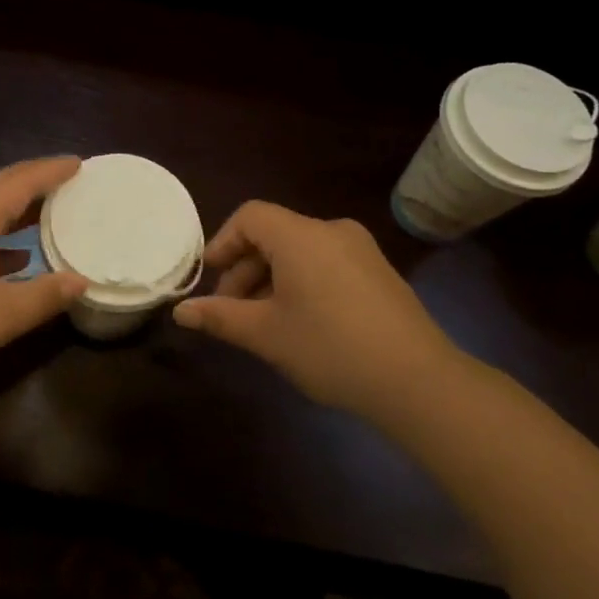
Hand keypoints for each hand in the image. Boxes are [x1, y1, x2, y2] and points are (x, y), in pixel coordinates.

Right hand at [172, 202, 455, 417]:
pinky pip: (326, 263)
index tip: (211, 278)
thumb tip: (181, 312)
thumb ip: (220, 316)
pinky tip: (301, 322)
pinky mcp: (379, 272)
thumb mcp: (266, 334)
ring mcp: (360, 249)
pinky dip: (302, 281)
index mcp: (300, 235)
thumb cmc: (330, 348)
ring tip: (263, 321)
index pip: (250, 217)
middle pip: (274, 234)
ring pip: (300, 251)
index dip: (223, 242)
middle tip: (231, 310)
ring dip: (272, 278)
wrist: (417, 381)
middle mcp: (331, 230)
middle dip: (245, 268)